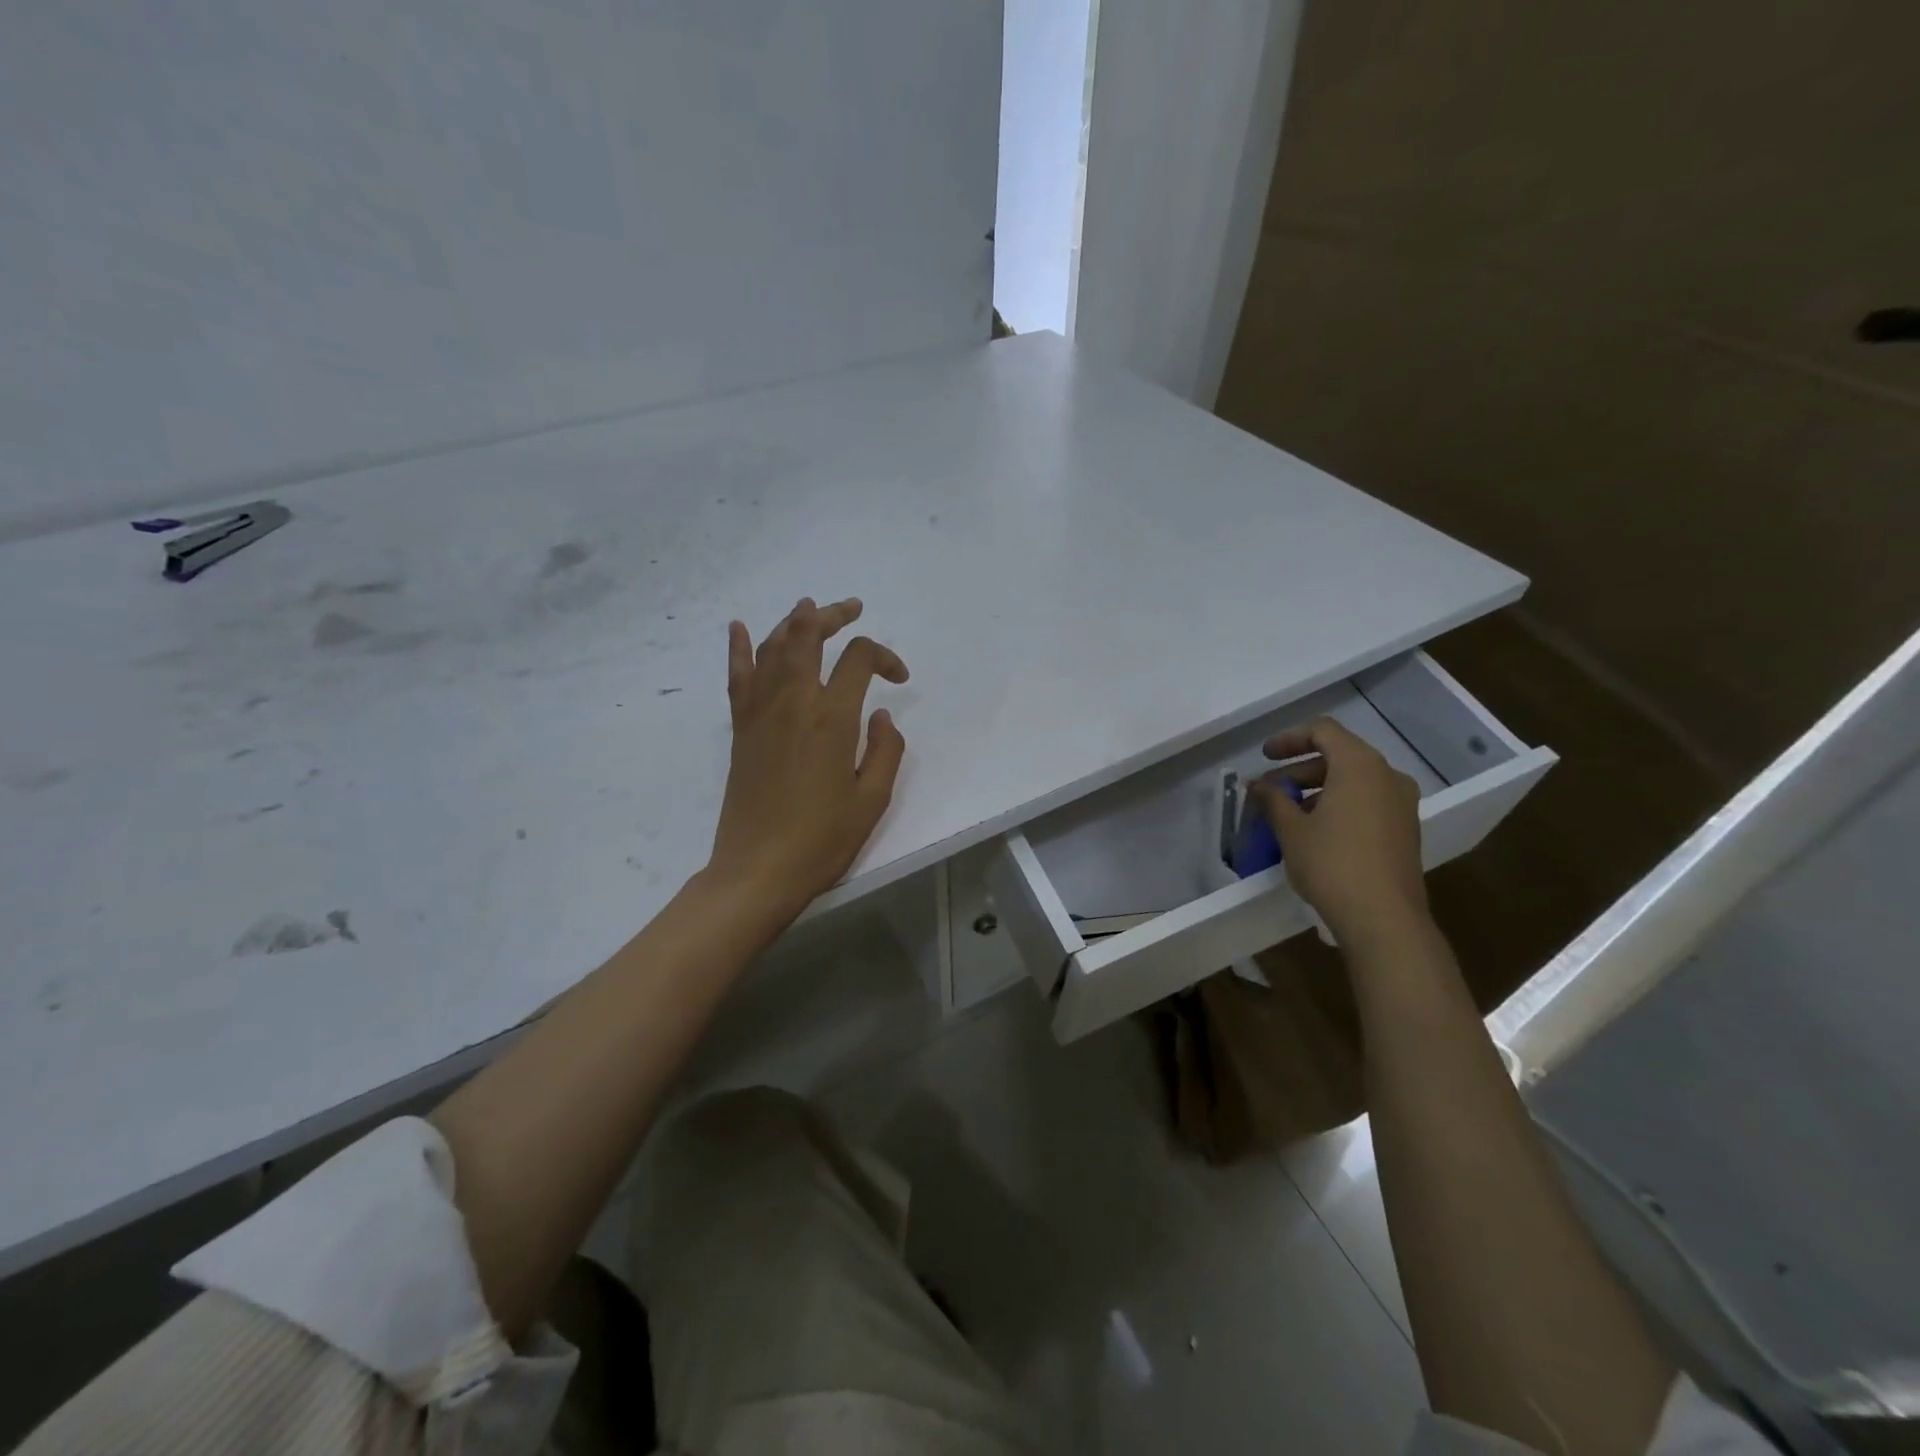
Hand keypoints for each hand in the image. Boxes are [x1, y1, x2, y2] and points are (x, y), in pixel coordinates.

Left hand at [707, 597, 909, 924]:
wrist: (758, 869)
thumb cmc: (822, 839)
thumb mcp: (872, 799)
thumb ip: (885, 750)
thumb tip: (882, 715)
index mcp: (832, 718)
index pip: (859, 660)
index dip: (885, 657)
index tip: (899, 680)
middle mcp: (793, 703)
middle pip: (809, 636)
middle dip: (832, 615)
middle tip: (852, 608)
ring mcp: (760, 712)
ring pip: (773, 647)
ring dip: (793, 621)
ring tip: (810, 608)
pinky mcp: (740, 729)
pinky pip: (738, 677)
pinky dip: (739, 648)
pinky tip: (739, 627)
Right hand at [1247, 717, 1428, 947]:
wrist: (1384, 918)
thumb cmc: (1332, 864)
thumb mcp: (1291, 829)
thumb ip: (1272, 799)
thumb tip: (1257, 785)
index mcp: (1360, 766)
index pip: (1323, 731)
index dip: (1289, 739)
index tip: (1264, 757)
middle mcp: (1387, 776)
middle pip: (1339, 755)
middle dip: (1300, 769)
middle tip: (1270, 790)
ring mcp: (1402, 804)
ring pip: (1354, 781)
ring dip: (1318, 789)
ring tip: (1288, 814)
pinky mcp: (1405, 829)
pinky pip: (1367, 802)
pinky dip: (1339, 805)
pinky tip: (1316, 832)